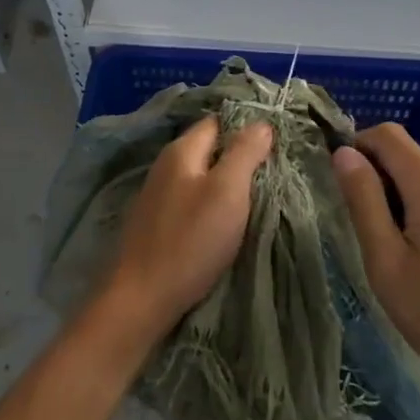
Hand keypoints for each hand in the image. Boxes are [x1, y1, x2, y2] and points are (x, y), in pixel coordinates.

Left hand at [98, 117, 272, 350]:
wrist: (142, 297)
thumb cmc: (190, 240)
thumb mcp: (227, 191)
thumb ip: (244, 153)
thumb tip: (261, 123)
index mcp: (181, 150)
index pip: (218, 121)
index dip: (247, 126)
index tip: (277, 141)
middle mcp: (165, 165)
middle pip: (208, 148)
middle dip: (238, 154)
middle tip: (273, 170)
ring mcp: (157, 195)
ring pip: (200, 175)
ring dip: (225, 180)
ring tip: (256, 194)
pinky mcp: (157, 222)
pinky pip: (191, 199)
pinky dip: (210, 202)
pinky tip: (225, 218)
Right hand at [333, 123, 419, 405]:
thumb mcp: (387, 264)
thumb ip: (364, 201)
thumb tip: (345, 153)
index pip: (388, 135)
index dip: (360, 147)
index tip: (348, 185)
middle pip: (414, 156)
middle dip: (386, 179)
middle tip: (378, 234)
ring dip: (414, 197)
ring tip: (413, 252)